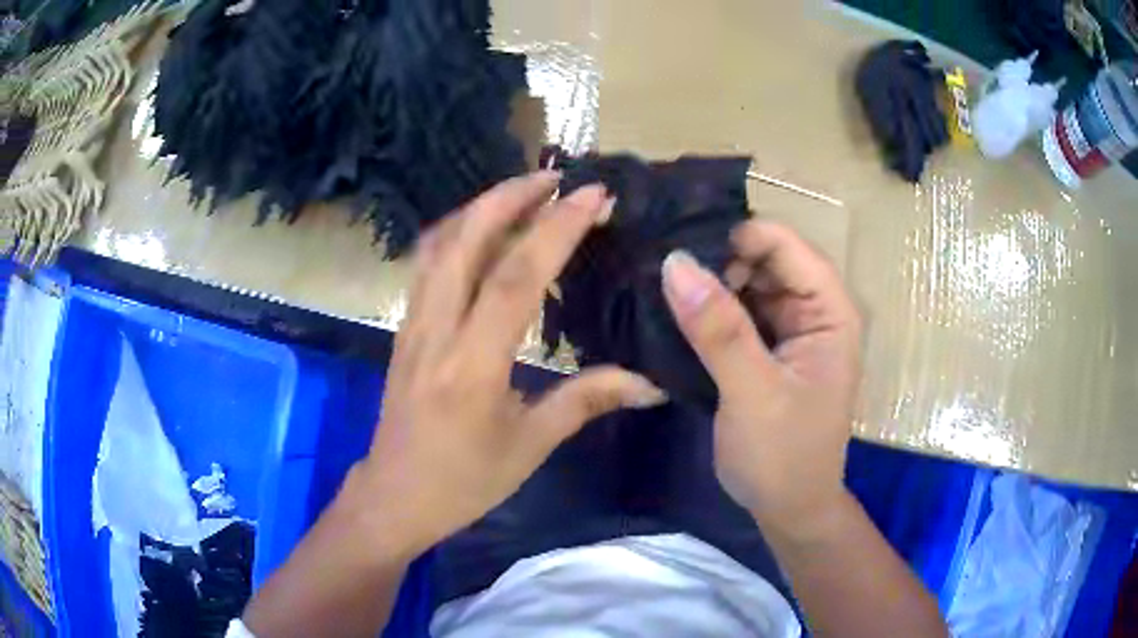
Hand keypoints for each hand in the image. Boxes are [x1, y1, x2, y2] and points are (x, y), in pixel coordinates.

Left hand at [353, 172, 666, 554]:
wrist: (395, 495)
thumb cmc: (464, 481)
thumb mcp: (530, 446)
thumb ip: (588, 401)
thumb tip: (650, 384)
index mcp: (473, 365)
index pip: (517, 277)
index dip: (557, 229)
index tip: (593, 196)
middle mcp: (436, 331)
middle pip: (465, 239)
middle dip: (510, 196)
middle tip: (556, 177)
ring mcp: (412, 325)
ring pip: (439, 244)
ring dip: (481, 207)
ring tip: (523, 192)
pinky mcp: (403, 328)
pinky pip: (427, 264)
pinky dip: (456, 232)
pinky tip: (480, 229)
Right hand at [662, 221, 862, 538]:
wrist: (788, 509)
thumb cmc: (783, 457)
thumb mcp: (753, 393)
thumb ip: (719, 329)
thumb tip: (675, 262)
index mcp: (830, 311)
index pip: (785, 246)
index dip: (737, 238)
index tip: (680, 248)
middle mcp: (812, 310)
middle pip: (764, 259)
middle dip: (717, 260)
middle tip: (660, 271)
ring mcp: (788, 329)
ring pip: (745, 283)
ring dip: (708, 284)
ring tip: (657, 287)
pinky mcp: (766, 349)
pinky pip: (736, 312)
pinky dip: (708, 311)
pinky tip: (672, 312)